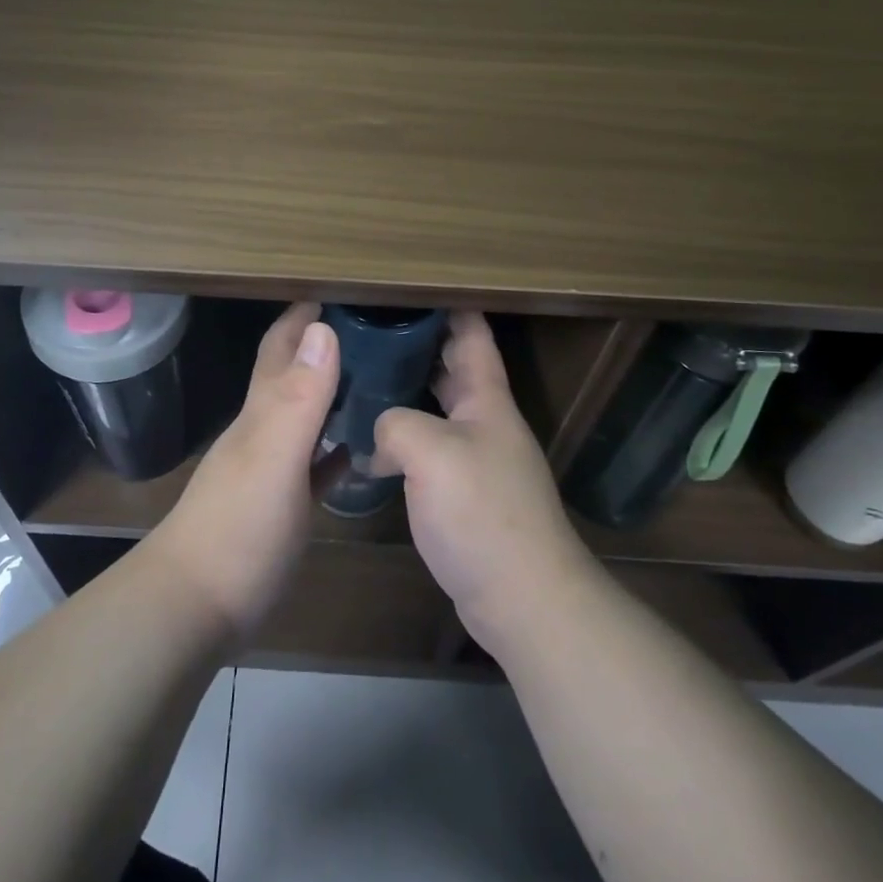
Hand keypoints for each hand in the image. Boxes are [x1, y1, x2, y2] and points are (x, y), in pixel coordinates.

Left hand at [146, 303, 338, 637]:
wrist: (194, 607)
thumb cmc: (239, 529)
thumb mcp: (274, 457)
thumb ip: (299, 397)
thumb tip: (321, 327)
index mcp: (261, 412)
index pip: (280, 349)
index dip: (302, 317)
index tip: (336, 289)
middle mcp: (263, 432)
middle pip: (292, 377)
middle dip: (321, 346)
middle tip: (370, 329)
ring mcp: (270, 470)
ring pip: (303, 417)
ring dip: (331, 394)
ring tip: (374, 378)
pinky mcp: (280, 507)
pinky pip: (312, 465)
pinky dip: (333, 449)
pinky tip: (357, 450)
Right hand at [373, 312, 594, 656]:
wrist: (523, 598)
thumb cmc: (481, 513)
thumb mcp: (430, 452)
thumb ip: (395, 424)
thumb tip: (379, 436)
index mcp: (486, 399)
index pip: (471, 334)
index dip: (447, 304)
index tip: (409, 283)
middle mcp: (485, 422)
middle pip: (451, 368)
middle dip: (416, 344)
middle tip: (367, 328)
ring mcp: (477, 459)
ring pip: (436, 409)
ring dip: (405, 392)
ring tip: (360, 378)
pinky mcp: (464, 494)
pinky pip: (429, 449)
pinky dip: (403, 438)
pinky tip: (370, 445)